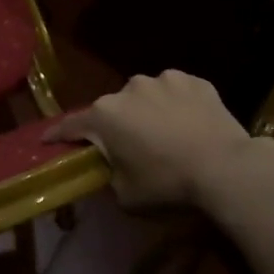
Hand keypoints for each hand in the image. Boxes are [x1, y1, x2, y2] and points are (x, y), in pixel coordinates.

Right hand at [46, 70, 253, 210]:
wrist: (226, 167)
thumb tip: (111, 167)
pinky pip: (175, 93)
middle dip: (114, 126)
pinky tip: (189, 124)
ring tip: (164, 134)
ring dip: (147, 112)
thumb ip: (108, 176)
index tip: (47, 140)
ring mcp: (164, 80)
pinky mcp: (194, 81)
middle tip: (127, 147)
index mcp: (105, 115)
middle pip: (112, 109)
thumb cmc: (168, 184)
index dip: (57, 135)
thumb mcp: (125, 194)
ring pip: (145, 97)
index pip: (71, 125)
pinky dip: (176, 106)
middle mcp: (129, 89)